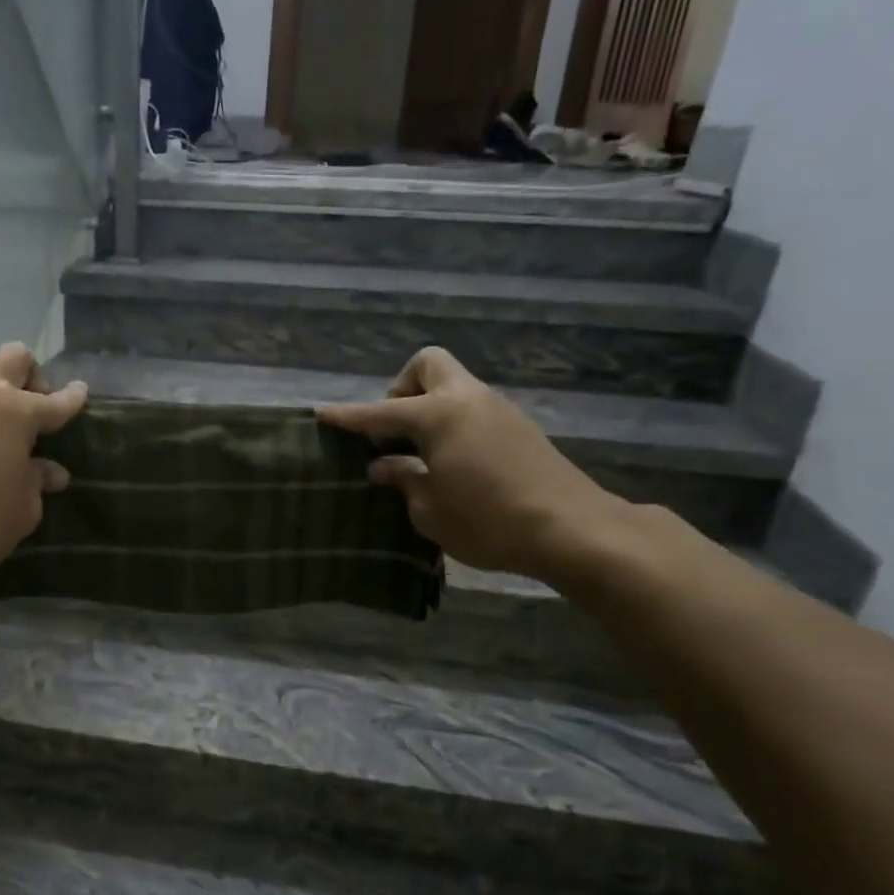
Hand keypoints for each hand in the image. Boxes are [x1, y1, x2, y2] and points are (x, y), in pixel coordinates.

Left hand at [0, 344, 87, 586]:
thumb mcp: (24, 506)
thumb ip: (38, 481)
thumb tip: (49, 471)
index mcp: (14, 409)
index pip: (55, 400)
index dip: (73, 399)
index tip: (82, 394)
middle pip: (14, 359)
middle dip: (33, 378)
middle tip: (39, 415)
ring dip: (2, 400)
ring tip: (11, 441)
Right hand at [317, 347, 627, 580]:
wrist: (571, 529)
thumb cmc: (487, 520)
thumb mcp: (430, 509)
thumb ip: (403, 479)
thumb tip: (384, 464)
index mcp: (438, 415)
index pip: (380, 411)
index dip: (349, 416)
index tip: (322, 413)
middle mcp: (467, 399)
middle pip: (428, 365)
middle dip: (402, 388)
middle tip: (393, 430)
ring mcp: (498, 409)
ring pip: (453, 387)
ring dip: (429, 408)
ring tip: (419, 454)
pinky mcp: (519, 427)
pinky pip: (472, 409)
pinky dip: (452, 423)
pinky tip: (452, 462)